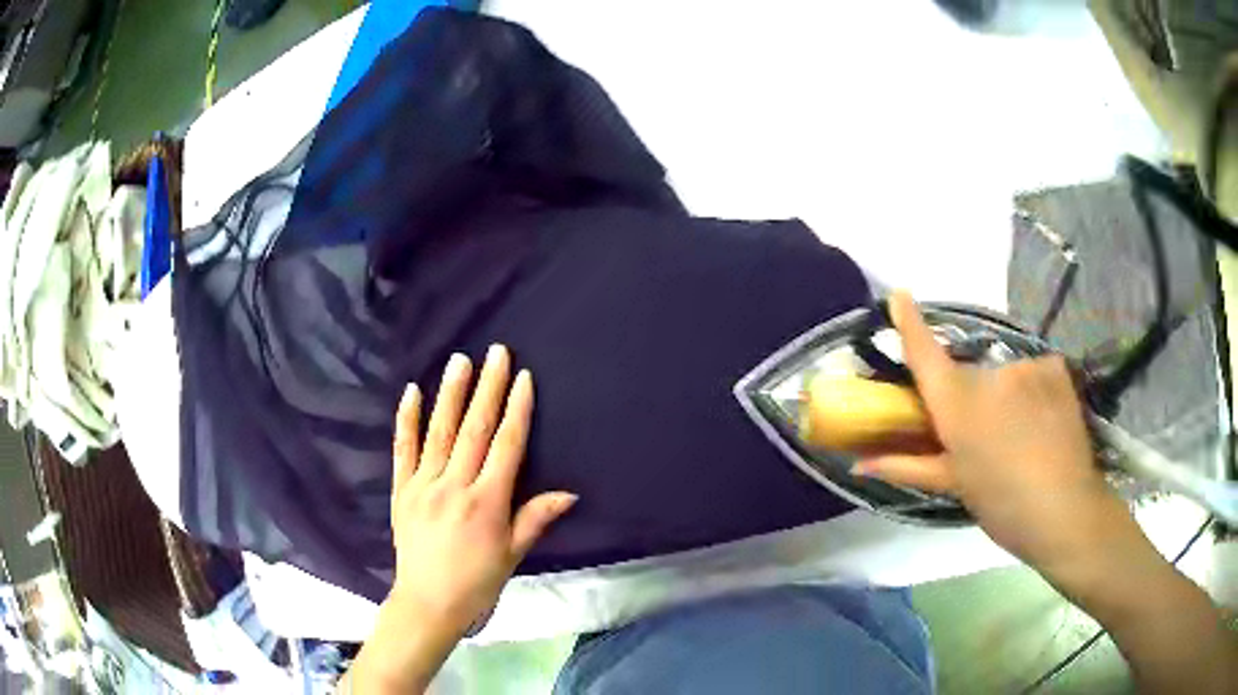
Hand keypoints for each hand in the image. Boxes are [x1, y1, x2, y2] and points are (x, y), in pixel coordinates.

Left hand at [388, 345, 576, 635]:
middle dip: (488, 388)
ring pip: (440, 432)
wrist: (428, 603)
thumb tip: (570, 493)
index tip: (523, 378)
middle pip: (474, 429)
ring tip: (460, 360)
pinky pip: (403, 450)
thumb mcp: (512, 555)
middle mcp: (455, 486)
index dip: (517, 409)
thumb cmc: (477, 582)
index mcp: (487, 502)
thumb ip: (535, 518)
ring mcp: (424, 485)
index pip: (506, 446)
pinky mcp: (402, 490)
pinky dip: (407, 420)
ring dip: (451, 393)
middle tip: (496, 352)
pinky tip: (412, 392)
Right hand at [853, 292, 1130, 573]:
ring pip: (1003, 377)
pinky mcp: (1054, 366)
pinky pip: (1033, 373)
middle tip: (984, 434)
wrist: (1065, 509)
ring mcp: (1025, 366)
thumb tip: (859, 464)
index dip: (909, 322)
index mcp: (957, 405)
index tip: (899, 295)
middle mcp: (988, 375)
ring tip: (1022, 434)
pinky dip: (1033, 391)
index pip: (925, 353)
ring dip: (1005, 397)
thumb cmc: (1001, 504)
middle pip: (968, 375)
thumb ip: (908, 464)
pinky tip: (1044, 420)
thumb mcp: (954, 486)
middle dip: (970, 397)